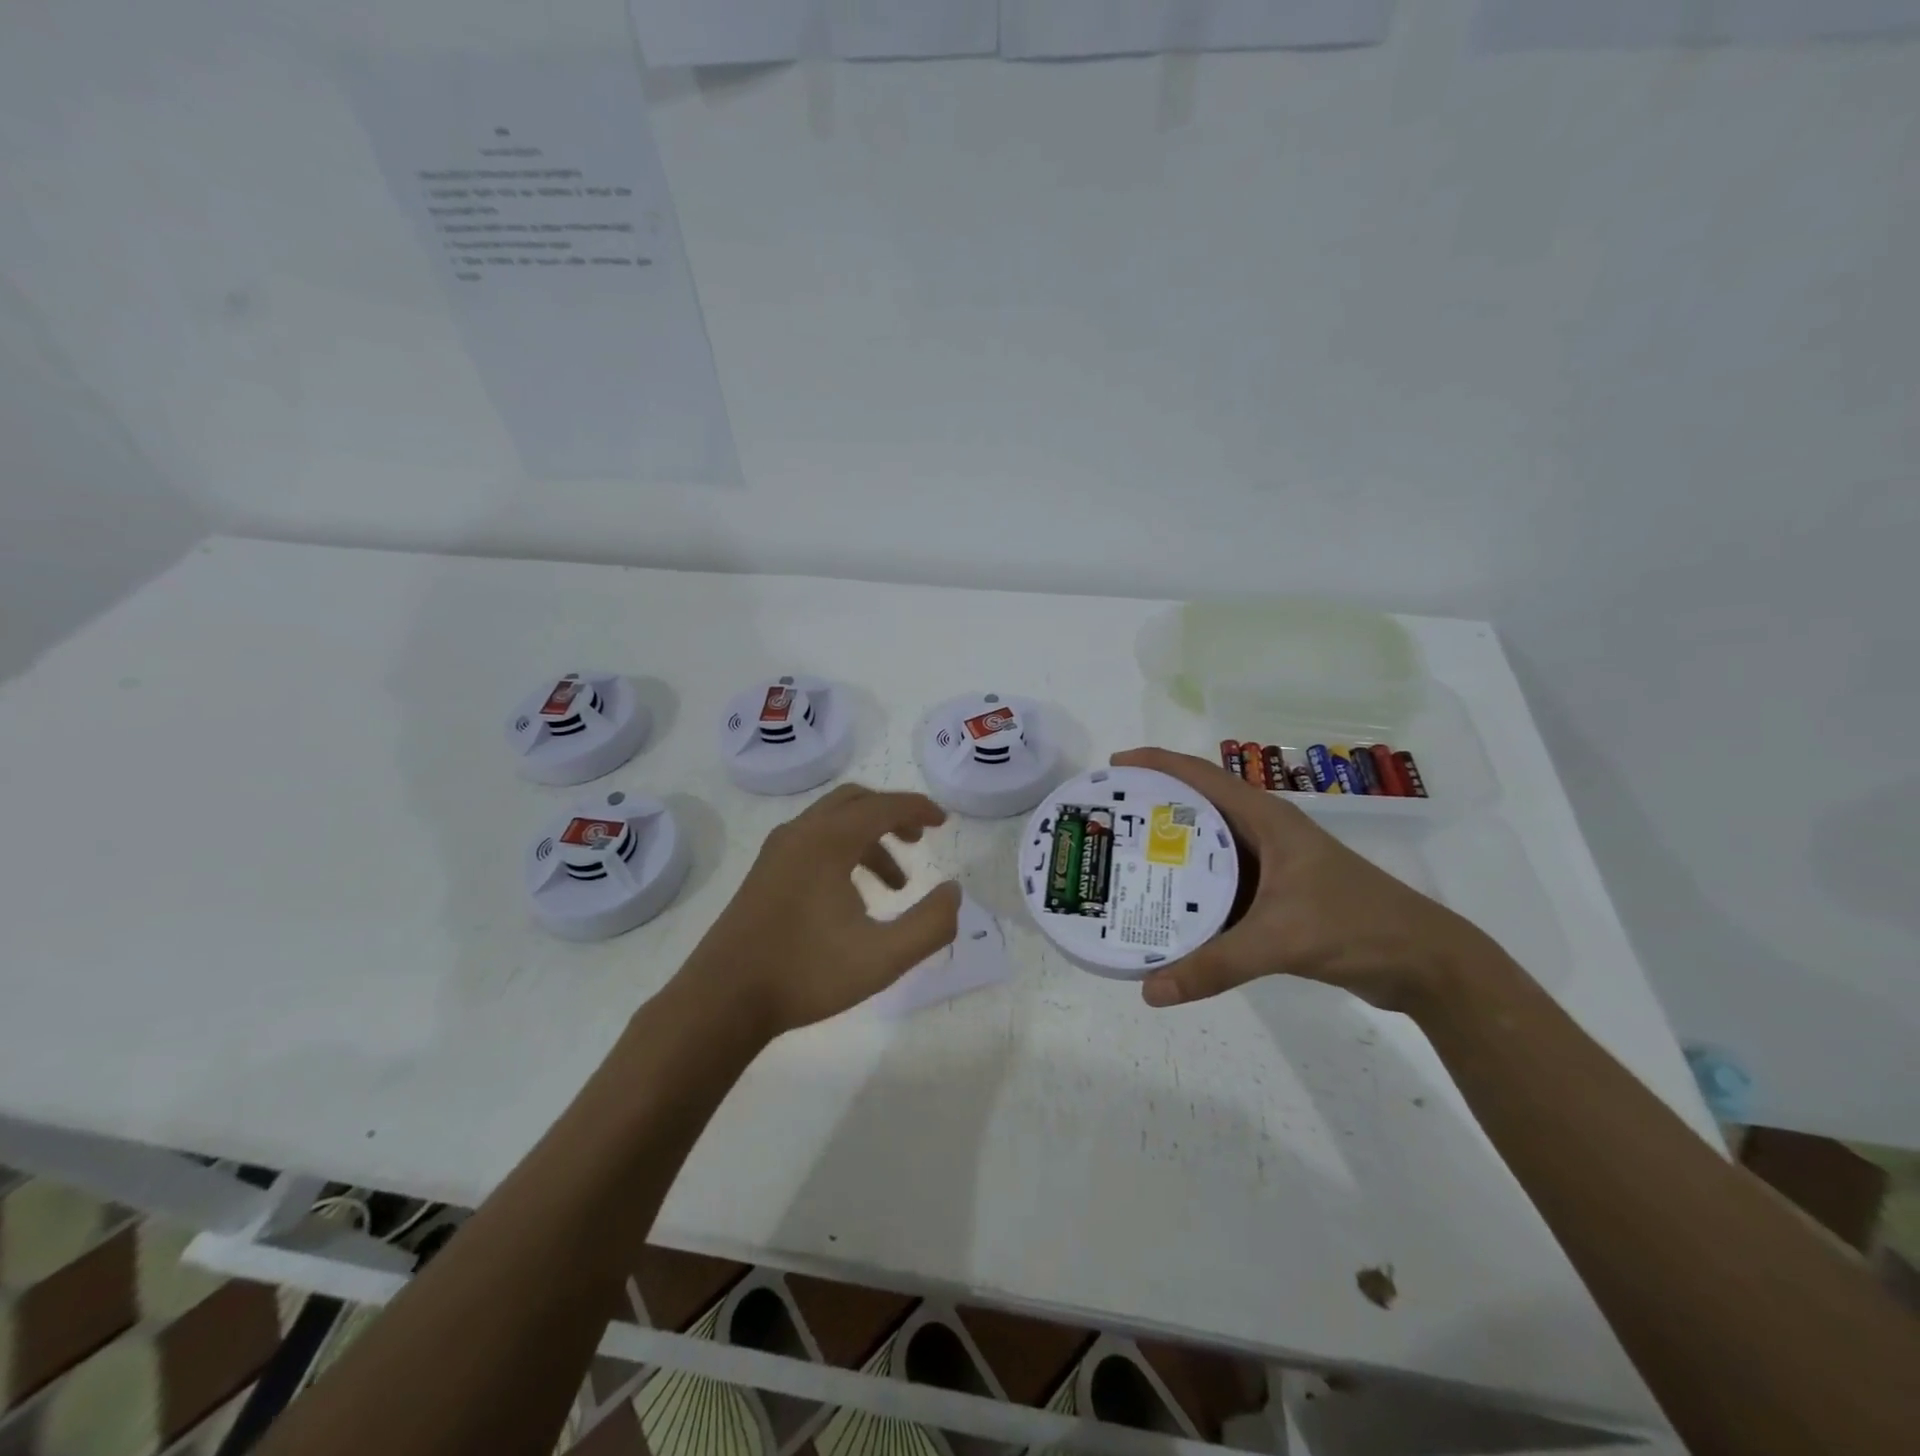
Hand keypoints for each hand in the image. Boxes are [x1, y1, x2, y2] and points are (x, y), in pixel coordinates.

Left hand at [680, 784, 961, 1038]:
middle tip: (919, 841)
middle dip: (892, 815)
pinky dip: (843, 852)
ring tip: (893, 887)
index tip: (943, 822)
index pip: (884, 806)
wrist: (723, 1000)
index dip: (919, 809)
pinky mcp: (764, 873)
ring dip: (868, 840)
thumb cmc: (806, 974)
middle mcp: (800, 833)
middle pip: (855, 802)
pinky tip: (853, 900)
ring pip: (832, 823)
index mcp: (828, 841)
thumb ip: (930, 925)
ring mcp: (777, 852)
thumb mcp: (883, 957)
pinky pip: (813, 842)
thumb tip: (954, 892)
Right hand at [1111, 748, 1510, 1015]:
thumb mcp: (1281, 939)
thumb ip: (1215, 965)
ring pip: (1208, 850)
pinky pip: (1220, 885)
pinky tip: (1164, 910)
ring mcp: (1272, 865)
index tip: (1113, 766)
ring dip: (1170, 853)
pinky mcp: (1276, 897)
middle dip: (1152, 808)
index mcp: (1267, 819)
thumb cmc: (1357, 927)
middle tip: (1108, 822)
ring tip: (1124, 863)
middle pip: (1197, 808)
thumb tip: (1149, 991)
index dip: (1156, 763)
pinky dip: (1191, 892)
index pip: (1201, 776)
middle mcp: (1265, 834)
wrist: (1425, 964)